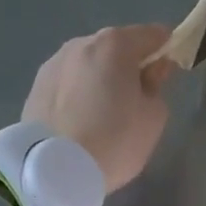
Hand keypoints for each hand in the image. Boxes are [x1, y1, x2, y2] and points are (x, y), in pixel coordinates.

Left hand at [22, 25, 175, 192]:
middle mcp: (81, 44)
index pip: (152, 35)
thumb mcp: (153, 117)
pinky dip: (79, 92)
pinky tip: (81, 119)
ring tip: (105, 111)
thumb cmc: (114, 141)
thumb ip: (157, 85)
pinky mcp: (36, 86)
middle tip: (137, 96)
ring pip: (89, 63)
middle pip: (116, 47)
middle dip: (129, 64)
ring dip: (101, 77)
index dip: (166, 48)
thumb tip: (152, 70)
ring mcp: (54, 63)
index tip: (169, 70)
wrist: (54, 170)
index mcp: (114, 45)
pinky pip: (69, 82)